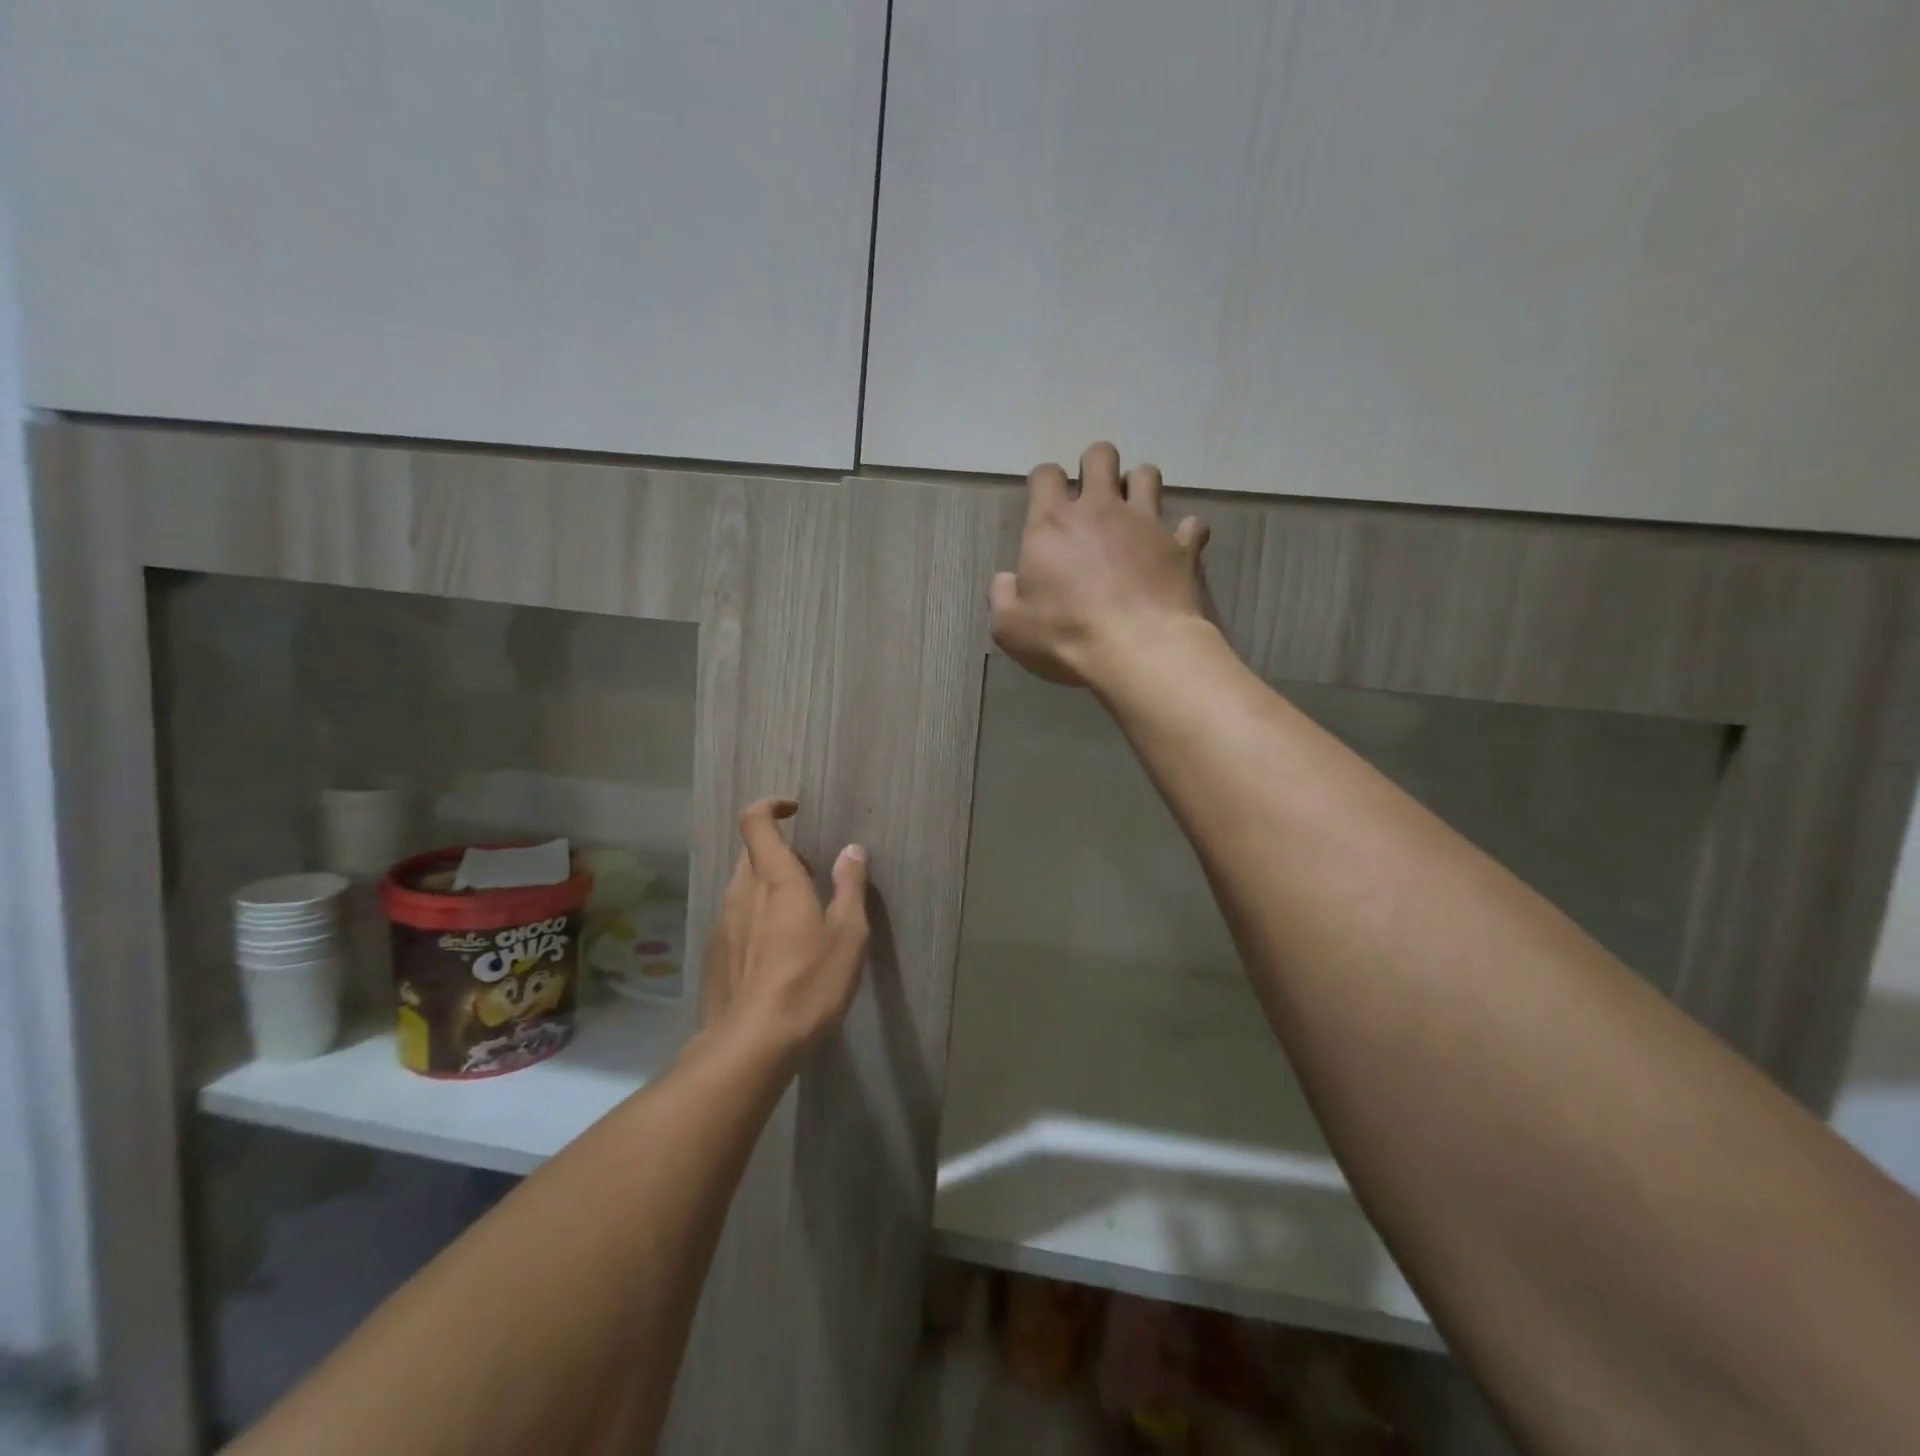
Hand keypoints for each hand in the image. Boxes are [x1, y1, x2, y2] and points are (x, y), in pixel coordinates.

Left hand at [698, 799, 869, 1057]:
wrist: (750, 1046)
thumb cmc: (808, 984)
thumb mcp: (848, 936)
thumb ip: (850, 887)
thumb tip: (852, 850)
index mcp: (775, 880)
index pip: (755, 823)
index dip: (770, 807)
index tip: (794, 810)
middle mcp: (741, 892)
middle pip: (751, 854)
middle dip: (780, 853)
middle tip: (812, 876)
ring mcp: (722, 924)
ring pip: (743, 886)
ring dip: (768, 887)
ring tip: (799, 917)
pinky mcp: (714, 954)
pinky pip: (735, 918)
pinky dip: (755, 917)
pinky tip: (776, 953)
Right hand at [990, 441, 1212, 690]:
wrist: (1138, 650)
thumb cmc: (1066, 636)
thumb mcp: (1011, 628)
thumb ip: (1003, 597)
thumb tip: (1006, 580)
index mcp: (1053, 523)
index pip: (1045, 475)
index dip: (1044, 481)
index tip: (1044, 500)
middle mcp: (1101, 509)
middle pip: (1100, 456)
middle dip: (1094, 466)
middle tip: (1092, 495)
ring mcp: (1147, 523)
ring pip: (1148, 475)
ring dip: (1139, 486)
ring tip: (1134, 512)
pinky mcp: (1183, 546)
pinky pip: (1192, 525)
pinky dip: (1184, 533)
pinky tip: (1177, 548)